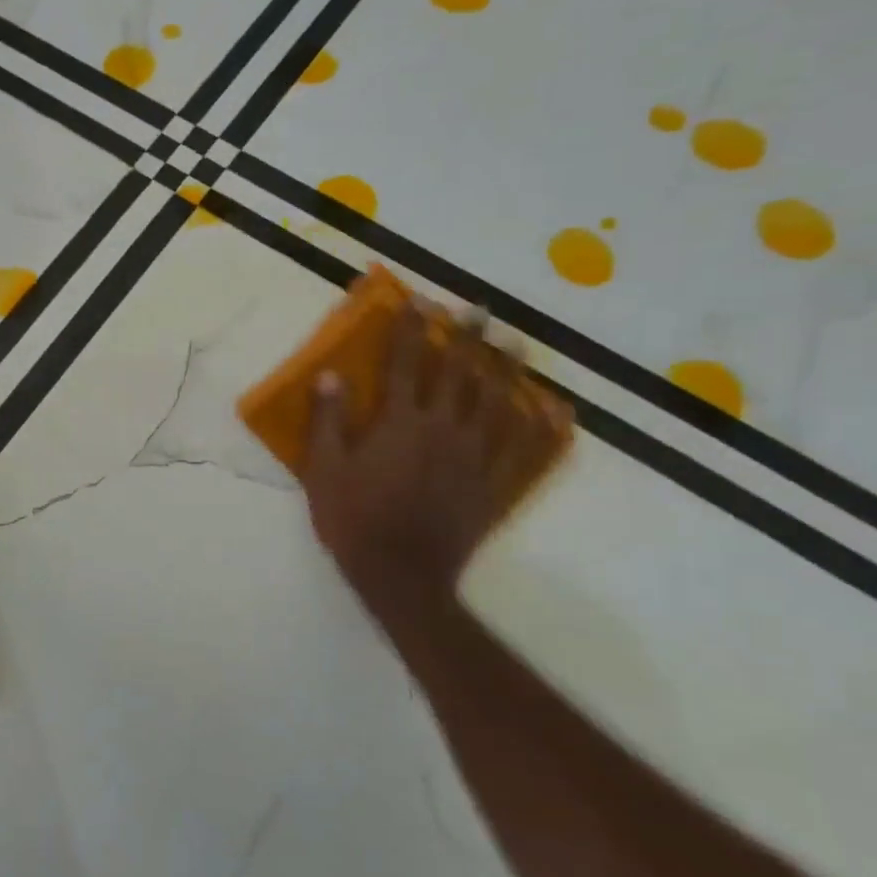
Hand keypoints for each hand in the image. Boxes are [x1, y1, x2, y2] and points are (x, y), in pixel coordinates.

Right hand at [301, 301, 567, 622]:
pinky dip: (540, 427)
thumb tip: (329, 375)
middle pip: (458, 373)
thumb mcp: (323, 470)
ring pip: (496, 403)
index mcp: (400, 423)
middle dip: (465, 337)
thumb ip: (328, 420)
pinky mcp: (493, 484)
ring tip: (515, 343)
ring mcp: (474, 456)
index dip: (409, 329)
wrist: (400, 576)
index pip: (404, 363)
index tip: (416, 300)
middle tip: (476, 308)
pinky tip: (553, 410)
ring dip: (506, 369)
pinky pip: (524, 449)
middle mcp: (442, 429)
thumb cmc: (353, 521)